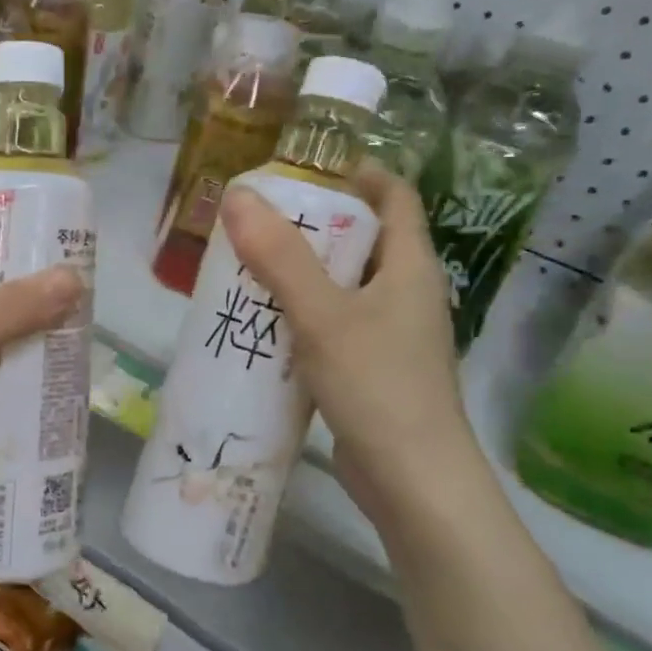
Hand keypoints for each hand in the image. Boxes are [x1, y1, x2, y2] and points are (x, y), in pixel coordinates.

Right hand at [219, 164, 476, 533]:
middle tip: (256, 219)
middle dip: (312, 226)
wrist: (412, 482)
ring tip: (247, 267)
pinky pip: (333, 326)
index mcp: (411, 267)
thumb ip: (280, 257)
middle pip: (362, 240)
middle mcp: (406, 294)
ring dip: (300, 275)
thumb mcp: (324, 315)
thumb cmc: (377, 386)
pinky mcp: (371, 371)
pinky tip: (261, 326)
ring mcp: (390, 336)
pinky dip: (300, 317)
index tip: (303, 168)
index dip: (357, 174)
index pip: (394, 197)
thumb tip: (238, 195)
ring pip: (342, 287)